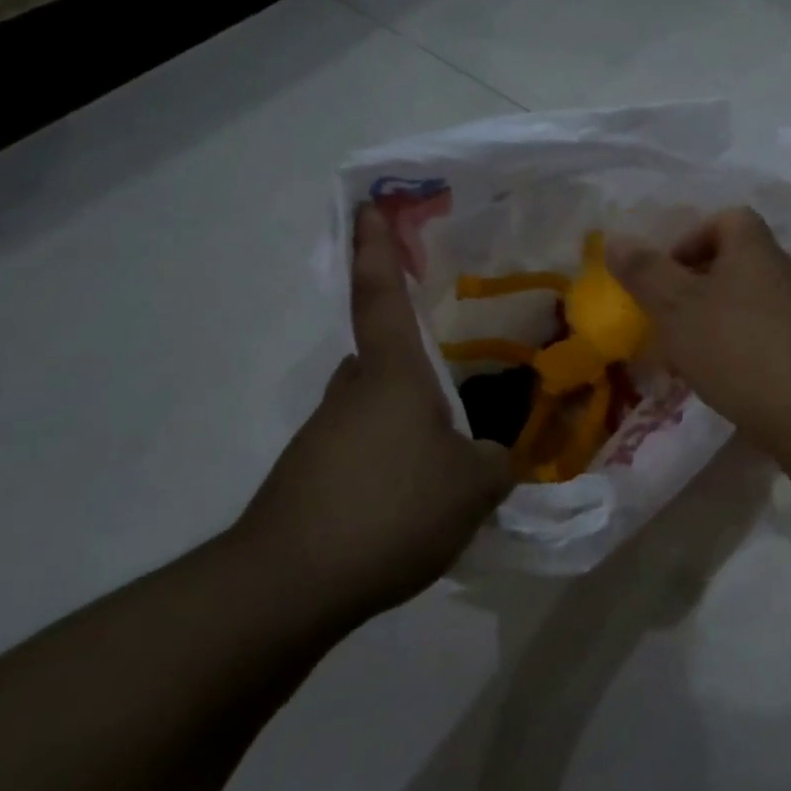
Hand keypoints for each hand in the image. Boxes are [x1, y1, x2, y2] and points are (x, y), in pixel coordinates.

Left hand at [237, 206, 510, 617]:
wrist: (290, 585)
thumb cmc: (391, 509)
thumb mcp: (473, 486)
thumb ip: (499, 460)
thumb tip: (501, 453)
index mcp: (392, 374)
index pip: (382, 295)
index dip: (377, 248)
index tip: (369, 205)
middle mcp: (354, 391)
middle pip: (386, 353)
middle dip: (419, 352)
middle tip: (466, 360)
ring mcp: (327, 433)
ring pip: (380, 403)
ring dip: (414, 410)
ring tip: (459, 440)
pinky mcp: (315, 473)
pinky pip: (370, 443)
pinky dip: (398, 450)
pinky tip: (425, 487)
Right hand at [606, 208, 790, 442]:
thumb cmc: (734, 347)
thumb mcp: (675, 307)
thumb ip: (645, 272)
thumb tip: (616, 240)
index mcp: (755, 250)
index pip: (728, 219)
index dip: (692, 238)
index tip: (668, 274)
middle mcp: (785, 271)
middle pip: (737, 261)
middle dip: (697, 285)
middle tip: (670, 316)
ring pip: (748, 300)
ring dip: (716, 317)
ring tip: (689, 352)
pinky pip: (765, 332)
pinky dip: (740, 344)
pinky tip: (723, 375)